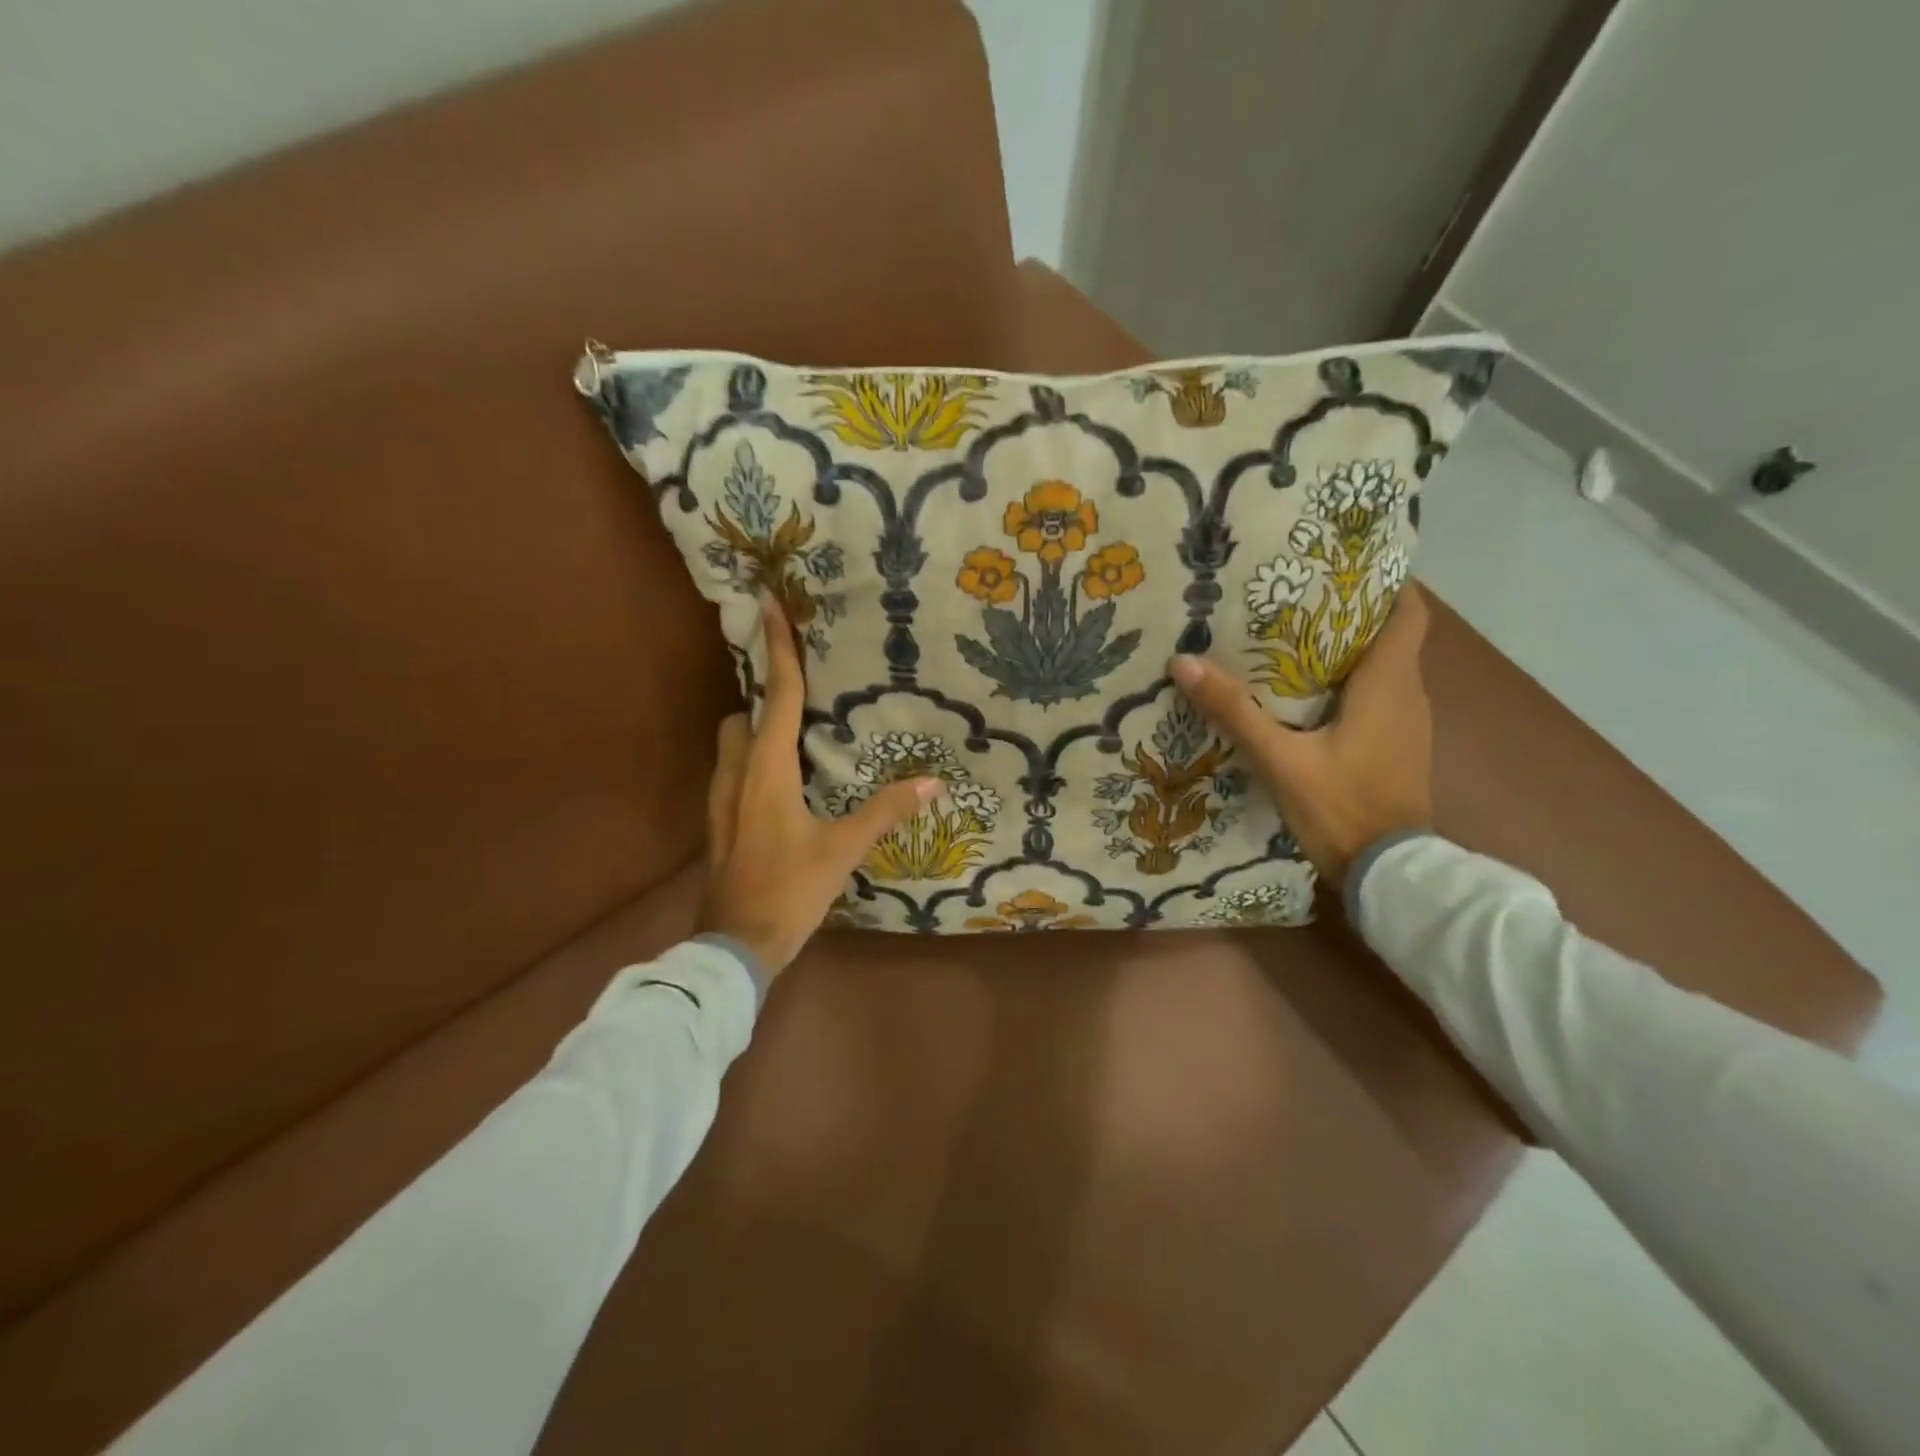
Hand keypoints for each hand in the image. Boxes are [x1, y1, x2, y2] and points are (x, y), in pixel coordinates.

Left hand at [696, 594, 939, 980]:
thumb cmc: (790, 890)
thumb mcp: (842, 849)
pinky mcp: (718, 823)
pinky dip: (753, 762)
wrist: (735, 945)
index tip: (769, 606)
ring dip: (756, 731)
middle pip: (742, 716)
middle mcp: (736, 774)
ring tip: (795, 740)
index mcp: (766, 770)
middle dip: (763, 698)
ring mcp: (720, 801)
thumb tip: (933, 782)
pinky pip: (733, 773)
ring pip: (731, 745)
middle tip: (801, 697)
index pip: (774, 696)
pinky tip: (782, 786)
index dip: (776, 649)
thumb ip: (886, 811)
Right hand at [1170, 585, 1433, 887]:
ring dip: (1346, 652)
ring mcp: (1408, 725)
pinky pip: (1378, 699)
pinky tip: (1305, 696)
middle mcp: (1409, 695)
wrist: (1388, 874)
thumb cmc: (1342, 806)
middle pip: (1388, 637)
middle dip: (1348, 614)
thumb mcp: (1280, 759)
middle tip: (1294, 599)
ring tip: (1291, 639)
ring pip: (1382, 670)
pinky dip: (1349, 686)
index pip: (1408, 614)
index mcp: (1390, 684)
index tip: (1343, 567)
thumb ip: (1235, 712)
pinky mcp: (1397, 749)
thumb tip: (1184, 663)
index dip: (1385, 585)